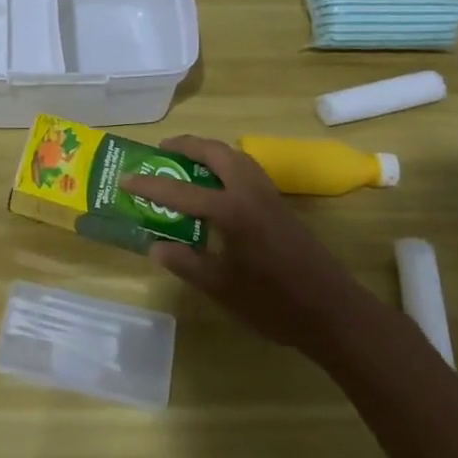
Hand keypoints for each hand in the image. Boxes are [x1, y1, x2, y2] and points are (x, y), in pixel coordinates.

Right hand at [126, 135, 368, 362]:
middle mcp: (249, 191)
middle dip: (186, 145)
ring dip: (209, 151)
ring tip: (187, 161)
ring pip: (234, 155)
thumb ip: (186, 263)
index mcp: (231, 210)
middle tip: (161, 151)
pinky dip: (226, 163)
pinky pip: (247, 168)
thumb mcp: (222, 288)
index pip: (181, 190)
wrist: (333, 311)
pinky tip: (218, 185)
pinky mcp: (280, 204)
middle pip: (214, 151)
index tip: (125, 179)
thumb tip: (155, 245)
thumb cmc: (274, 303)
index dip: (150, 184)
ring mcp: (268, 194)